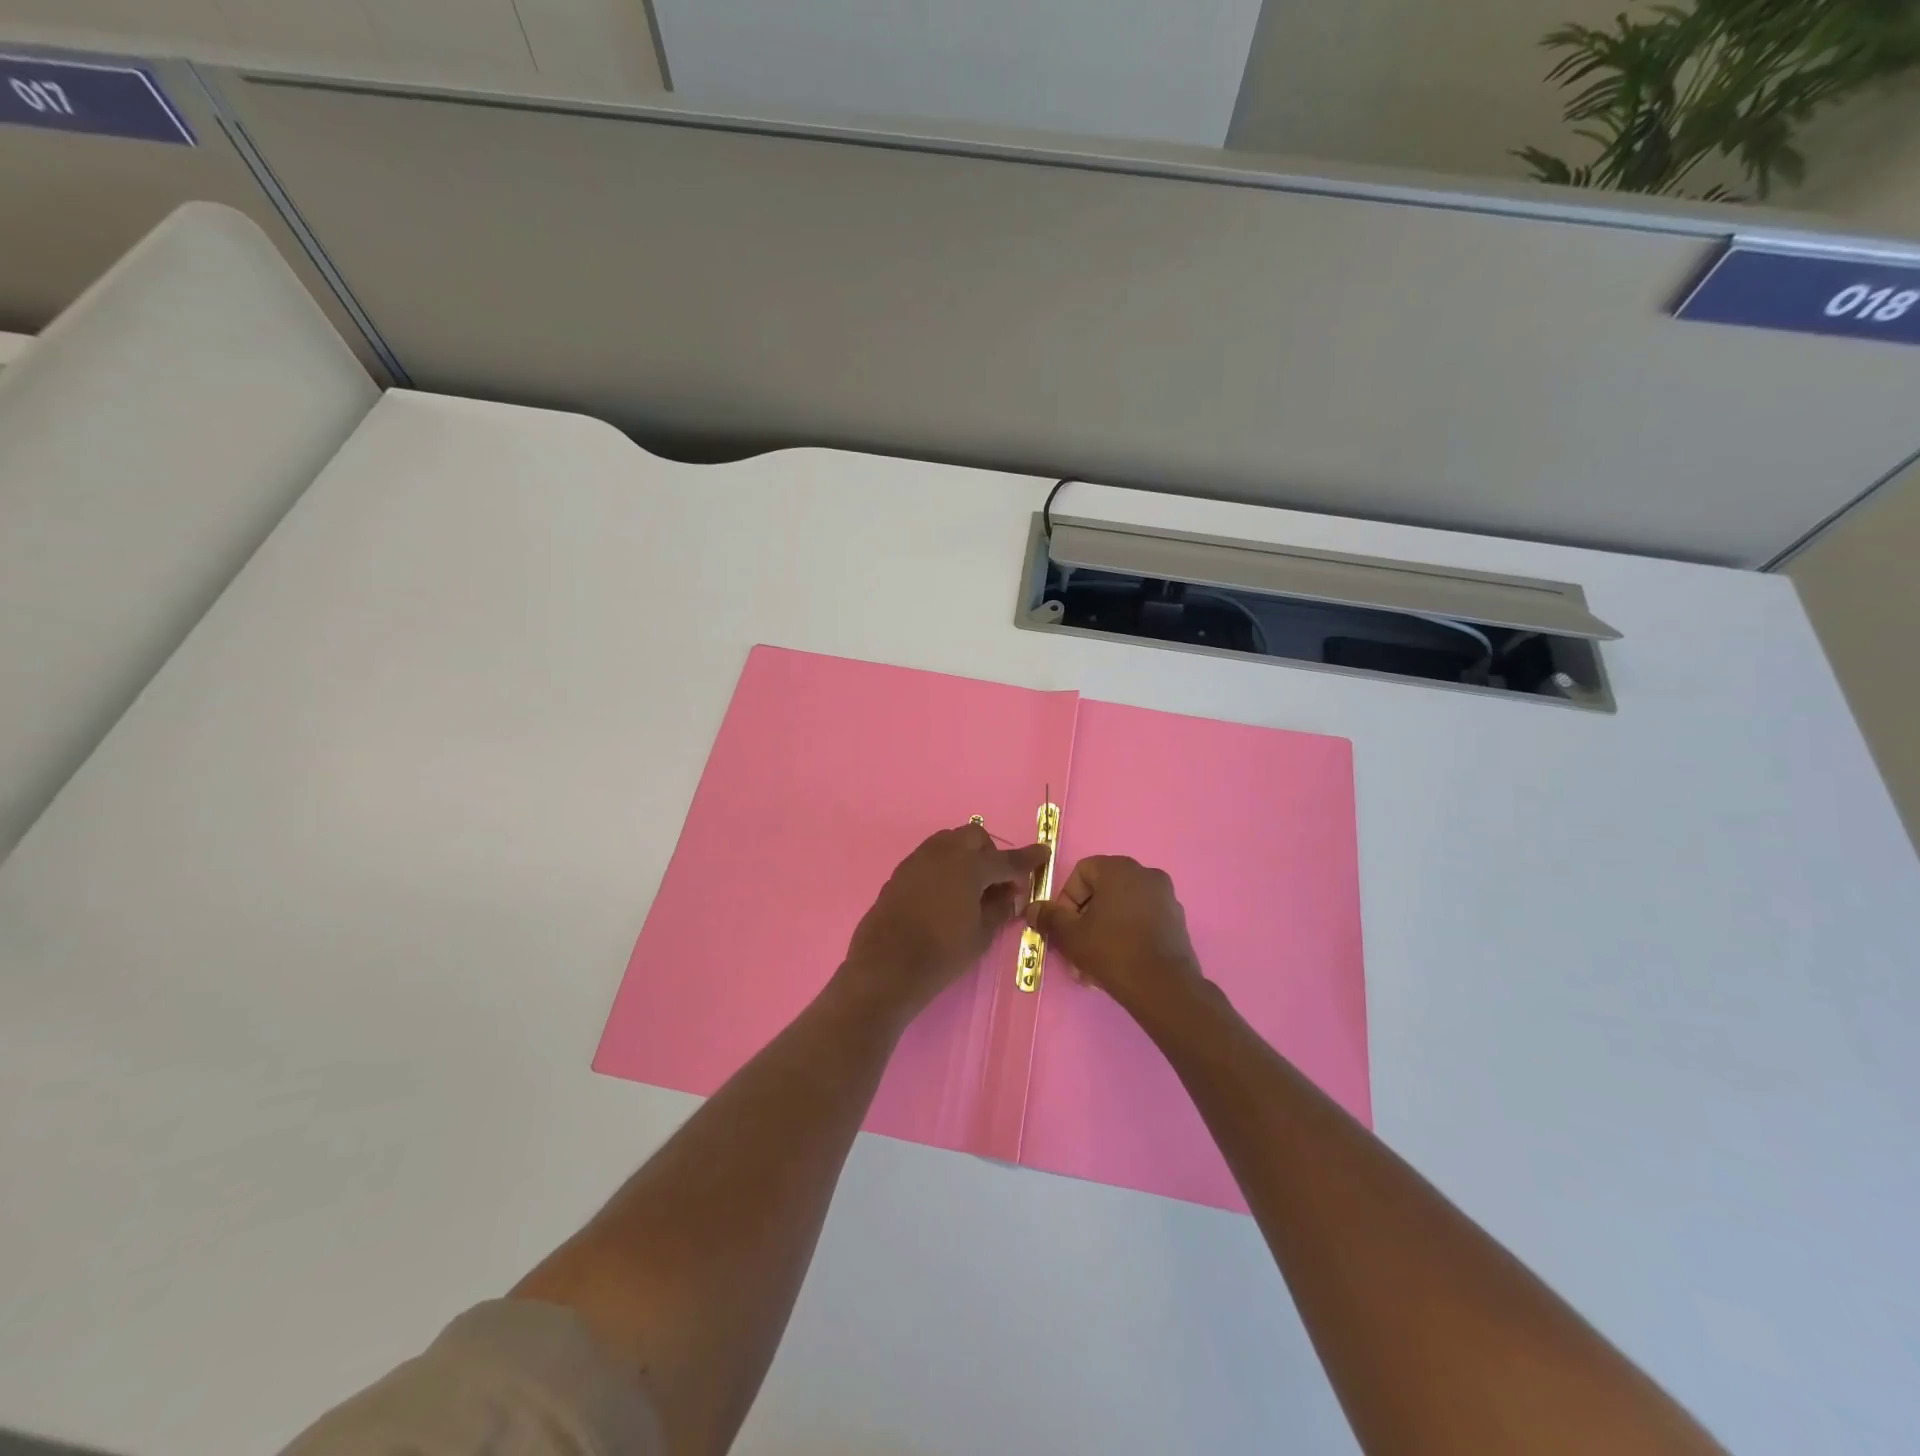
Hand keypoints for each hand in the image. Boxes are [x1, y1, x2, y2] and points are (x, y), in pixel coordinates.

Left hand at [841, 825, 1050, 1022]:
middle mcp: (943, 853)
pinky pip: (930, 856)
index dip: (1028, 859)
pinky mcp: (901, 871)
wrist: (886, 966)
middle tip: (997, 881)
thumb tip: (1010, 894)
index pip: (1006, 860)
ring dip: (965, 854)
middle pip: (974, 837)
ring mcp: (918, 859)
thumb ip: (999, 908)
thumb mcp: (980, 935)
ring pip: (949, 841)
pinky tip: (945, 893)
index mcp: (969, 866)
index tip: (1043, 852)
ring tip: (970, 886)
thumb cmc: (942, 954)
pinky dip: (945, 865)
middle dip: (990, 853)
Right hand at [1025, 856, 1205, 1016]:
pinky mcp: (1177, 921)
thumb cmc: (1112, 950)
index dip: (1067, 898)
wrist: (1164, 987)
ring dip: (1103, 930)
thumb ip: (1049, 917)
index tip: (1063, 926)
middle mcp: (1146, 874)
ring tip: (1093, 964)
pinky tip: (1117, 964)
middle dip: (1084, 919)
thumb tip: (1032, 909)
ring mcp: (1165, 897)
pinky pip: (1142, 921)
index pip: (1082, 871)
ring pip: (1122, 909)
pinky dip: (1126, 935)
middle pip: (1103, 891)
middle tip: (1075, 948)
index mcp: (1119, 868)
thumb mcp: (1071, 935)